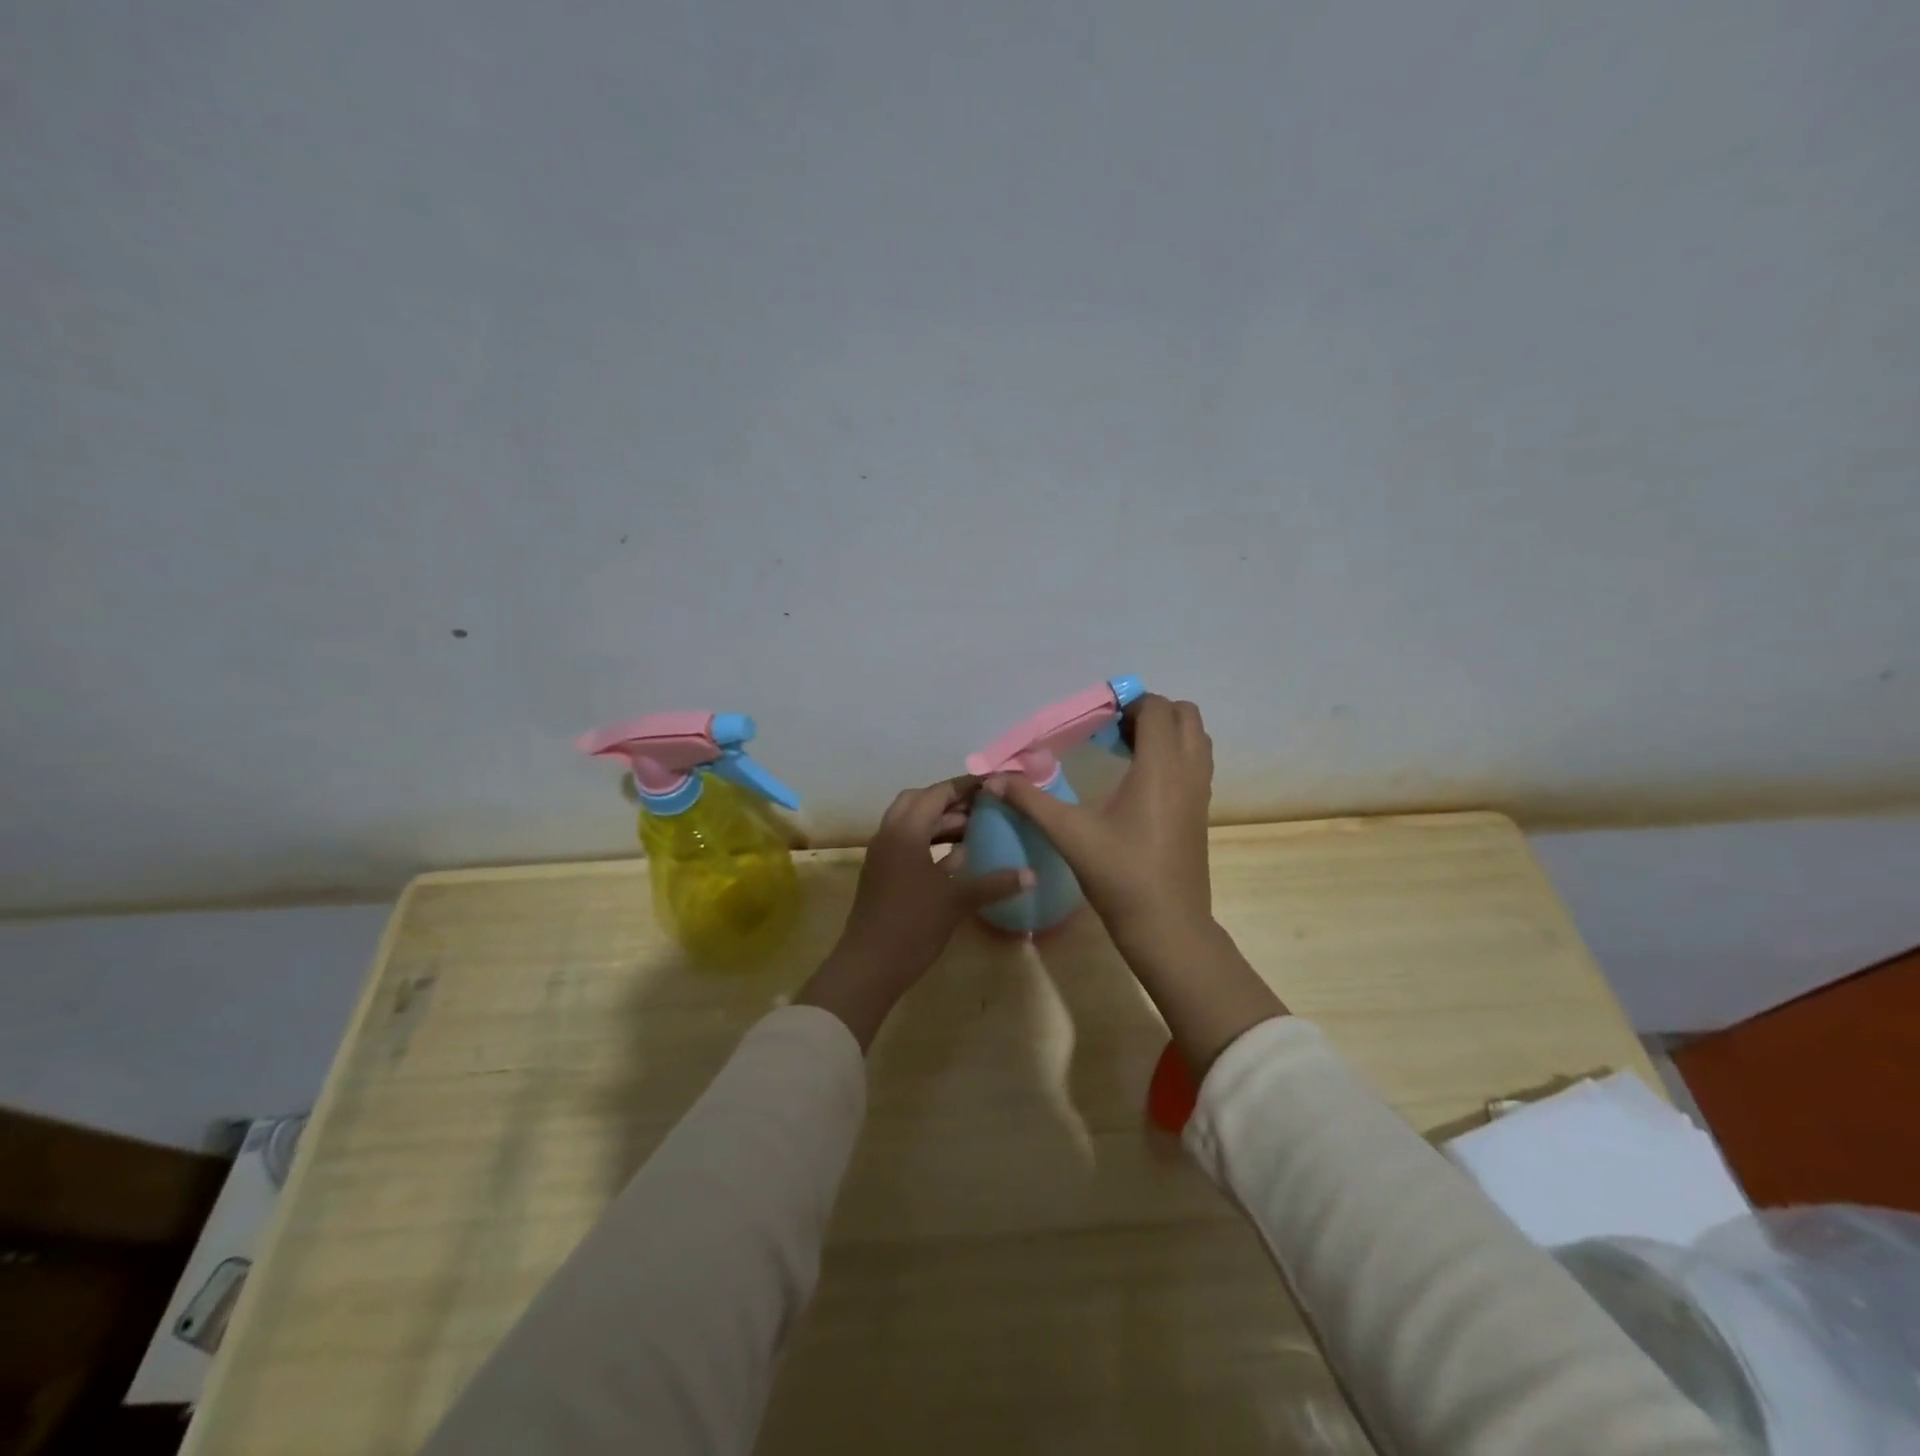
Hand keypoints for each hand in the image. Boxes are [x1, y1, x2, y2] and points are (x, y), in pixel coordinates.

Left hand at [797, 776, 1030, 1048]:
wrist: (869, 966)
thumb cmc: (913, 924)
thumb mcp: (957, 901)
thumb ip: (994, 883)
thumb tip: (1031, 874)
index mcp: (905, 831)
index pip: (937, 793)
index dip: (965, 786)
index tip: (993, 784)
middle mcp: (889, 834)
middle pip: (919, 801)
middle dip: (949, 800)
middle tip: (982, 806)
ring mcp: (883, 855)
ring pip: (912, 823)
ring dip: (940, 821)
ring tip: (975, 829)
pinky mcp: (883, 874)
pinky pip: (908, 843)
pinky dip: (931, 842)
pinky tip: (958, 858)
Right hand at [985, 694, 1213, 954]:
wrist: (1167, 924)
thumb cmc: (1120, 875)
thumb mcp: (1069, 834)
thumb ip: (1031, 800)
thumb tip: (993, 779)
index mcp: (1160, 767)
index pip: (1156, 709)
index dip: (1128, 703)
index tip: (1097, 718)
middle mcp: (1188, 770)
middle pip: (1184, 714)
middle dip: (1150, 712)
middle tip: (1112, 731)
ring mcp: (1200, 791)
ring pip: (1196, 737)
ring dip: (1166, 731)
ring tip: (1126, 750)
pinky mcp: (1201, 810)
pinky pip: (1196, 762)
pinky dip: (1174, 754)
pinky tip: (1139, 780)